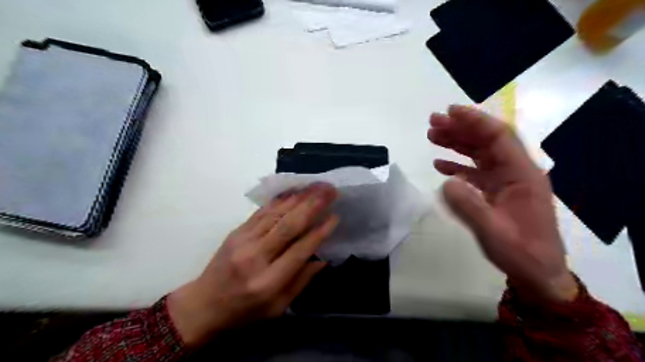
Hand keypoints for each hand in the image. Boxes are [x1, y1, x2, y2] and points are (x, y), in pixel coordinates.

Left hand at [166, 185, 337, 345]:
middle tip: (330, 190)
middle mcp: (255, 257)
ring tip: (317, 186)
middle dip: (312, 205)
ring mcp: (243, 241)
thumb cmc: (245, 311)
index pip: (299, 250)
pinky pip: (262, 211)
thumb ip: (302, 282)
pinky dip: (280, 200)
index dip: (319, 232)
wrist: (204, 304)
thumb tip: (323, 258)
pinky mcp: (237, 231)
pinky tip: (294, 191)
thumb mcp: (277, 308)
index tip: (335, 216)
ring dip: (299, 197)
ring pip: (276, 213)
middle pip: (288, 226)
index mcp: (268, 282)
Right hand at [427, 105, 573, 302]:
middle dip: (460, 128)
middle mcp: (515, 172)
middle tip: (433, 121)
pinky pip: (475, 172)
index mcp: (522, 174)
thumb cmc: (521, 253)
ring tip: (432, 135)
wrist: (537, 273)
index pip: (498, 137)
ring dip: (456, 142)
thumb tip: (445, 183)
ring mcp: (505, 182)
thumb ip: (469, 207)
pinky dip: (457, 165)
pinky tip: (440, 164)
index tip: (449, 112)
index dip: (474, 121)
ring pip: (479, 153)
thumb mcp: (494, 232)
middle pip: (486, 141)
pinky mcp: (496, 192)